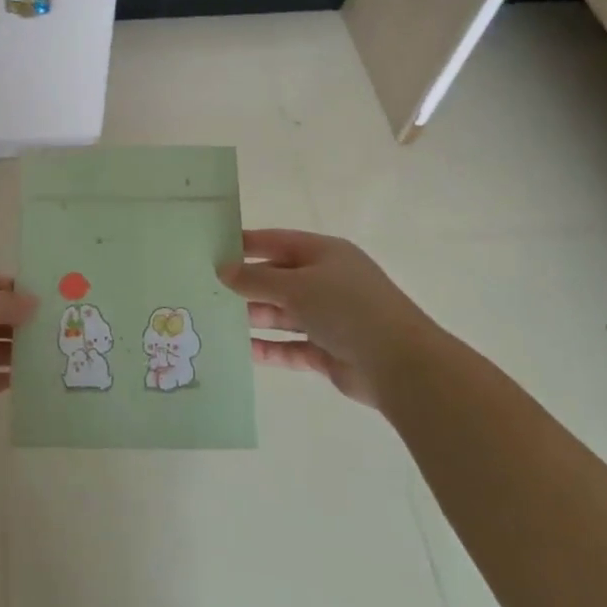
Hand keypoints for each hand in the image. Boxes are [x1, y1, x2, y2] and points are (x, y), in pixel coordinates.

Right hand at [217, 228, 439, 409]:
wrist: (400, 364)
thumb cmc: (347, 308)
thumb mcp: (296, 286)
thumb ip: (256, 279)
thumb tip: (223, 270)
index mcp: (325, 254)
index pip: (277, 242)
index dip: (246, 244)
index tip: (211, 248)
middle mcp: (327, 282)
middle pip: (278, 279)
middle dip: (245, 285)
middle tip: (205, 290)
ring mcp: (329, 318)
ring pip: (283, 314)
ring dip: (254, 317)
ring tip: (216, 321)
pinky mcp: (328, 352)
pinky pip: (291, 346)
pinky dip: (269, 348)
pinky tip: (242, 350)